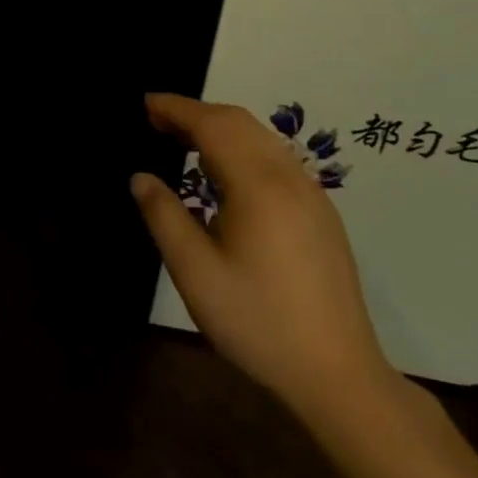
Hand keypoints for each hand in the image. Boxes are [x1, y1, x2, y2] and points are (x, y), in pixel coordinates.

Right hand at [131, 93, 399, 418]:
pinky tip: (226, 175)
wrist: (337, 374)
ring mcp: (312, 195)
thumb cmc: (257, 321)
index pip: (212, 125)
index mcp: (258, 186)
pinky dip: (243, 148)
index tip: (144, 103)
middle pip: (240, 122)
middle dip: (197, 112)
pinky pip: (277, 159)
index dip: (176, 108)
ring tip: (184, 142)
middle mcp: (289, 178)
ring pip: (262, 139)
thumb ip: (164, 216)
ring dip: (221, 128)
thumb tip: (141, 177)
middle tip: (157, 120)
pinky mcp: (321, 215)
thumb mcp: (195, 272)